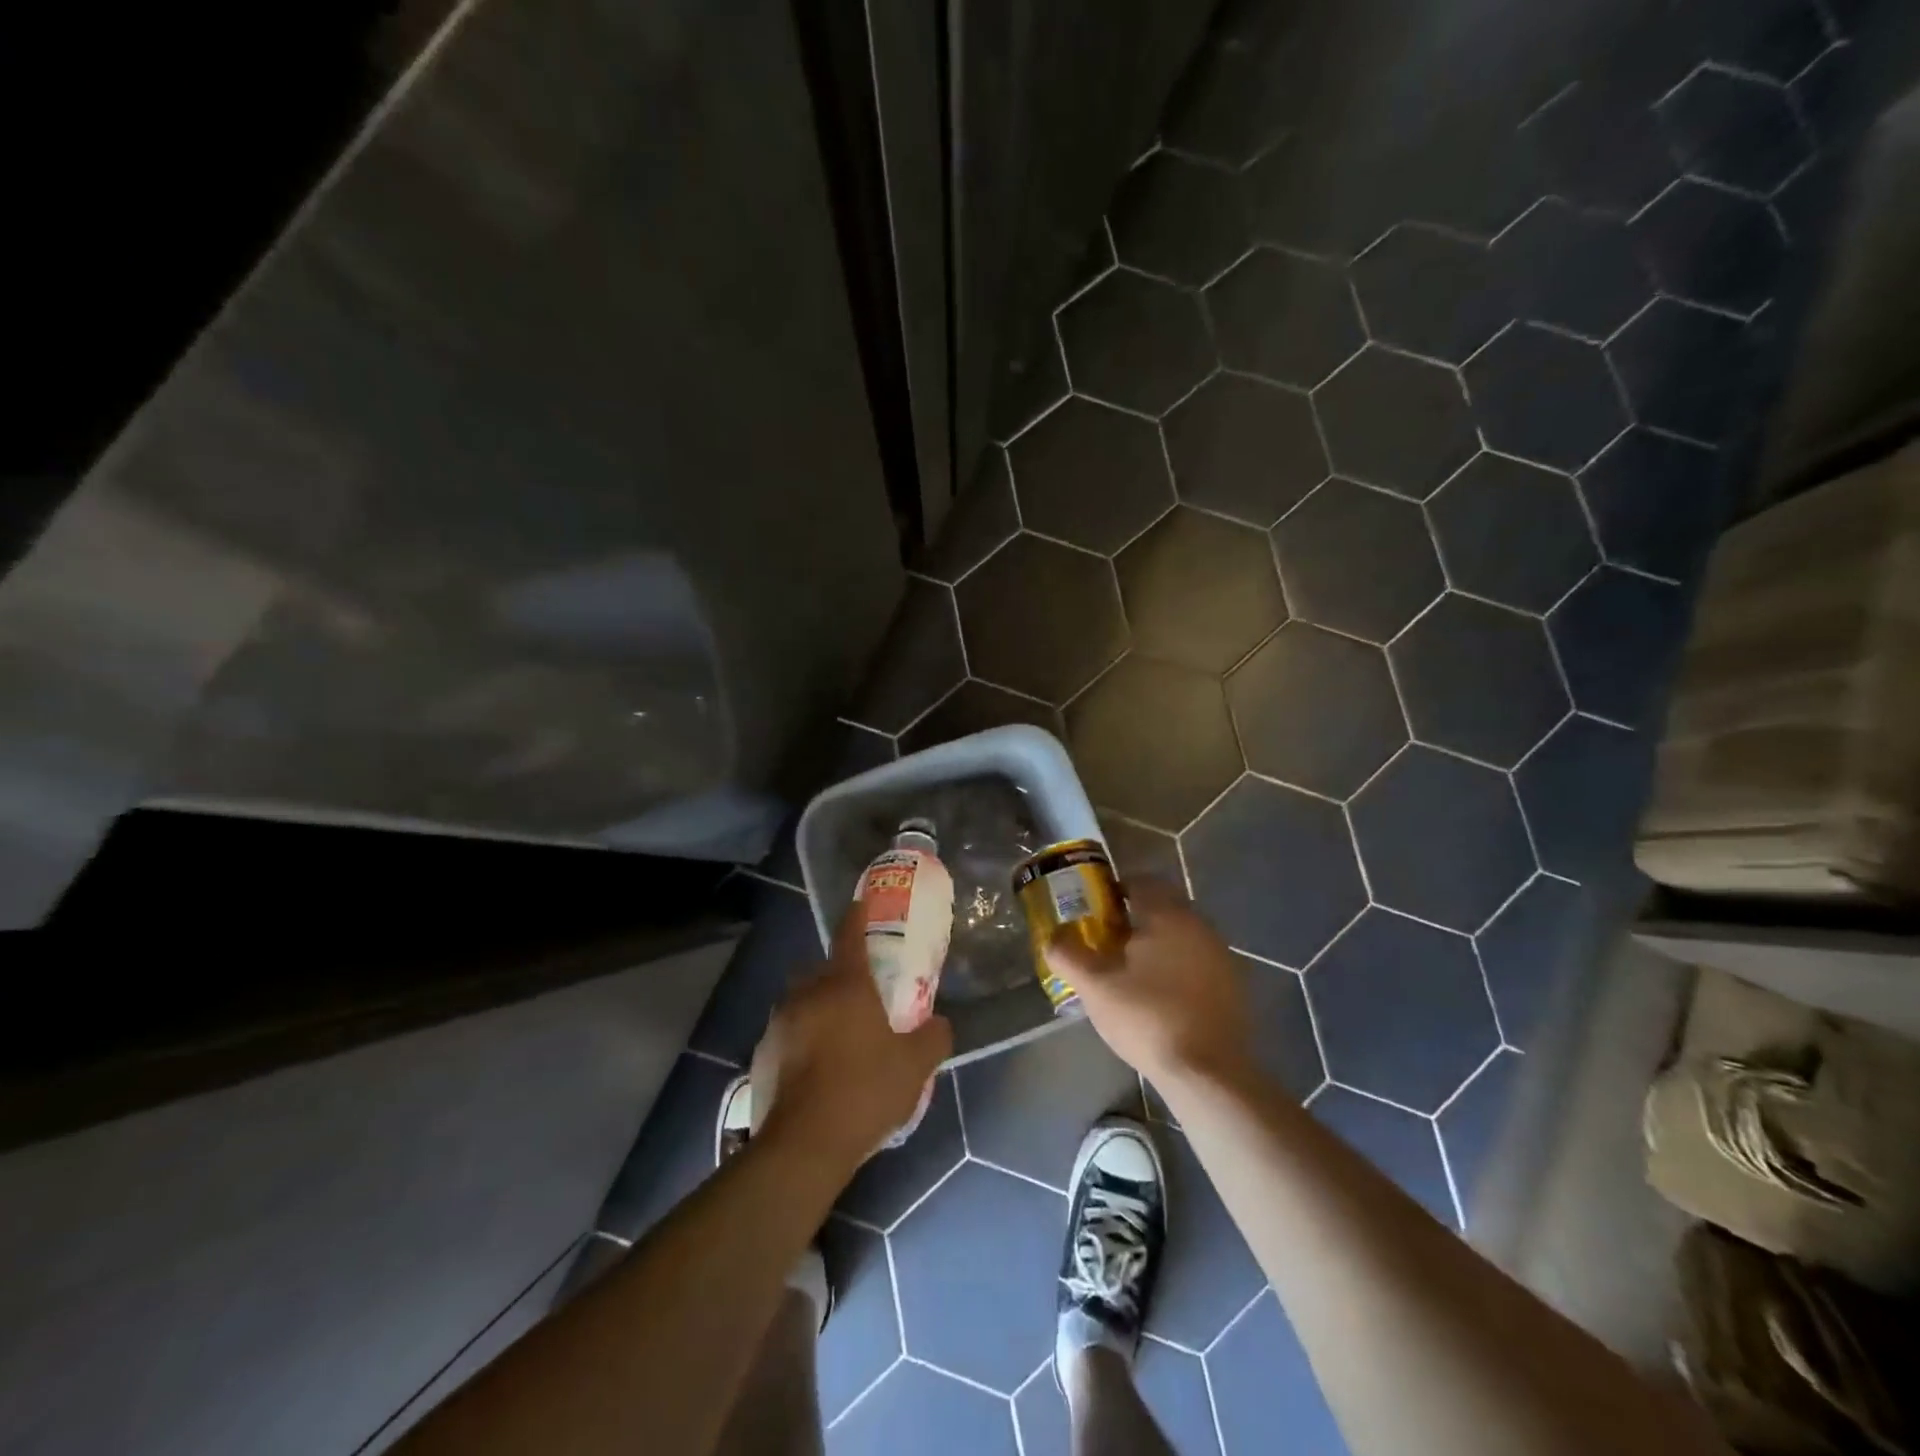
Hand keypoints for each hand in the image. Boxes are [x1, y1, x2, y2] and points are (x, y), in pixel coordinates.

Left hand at [750, 907, 952, 1172]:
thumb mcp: (915, 1066)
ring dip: (816, 1009)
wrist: (804, 1145)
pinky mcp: (761, 1055)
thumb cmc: (865, 1092)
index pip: (849, 935)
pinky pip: (785, 1034)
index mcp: (845, 985)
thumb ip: (933, 1038)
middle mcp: (807, 993)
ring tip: (837, 1038)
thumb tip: (941, 1024)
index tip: (860, 903)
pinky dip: (799, 1041)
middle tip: (858, 996)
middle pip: (821, 970)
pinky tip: (814, 1071)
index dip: (857, 916)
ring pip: (800, 1002)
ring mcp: (779, 1023)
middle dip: (836, 974)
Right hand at [1045, 878, 1251, 1089]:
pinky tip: (1163, 997)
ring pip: (1182, 935)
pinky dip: (1179, 968)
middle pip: (1163, 907)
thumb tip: (1053, 936)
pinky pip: (1199, 961)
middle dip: (1135, 919)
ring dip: (1158, 944)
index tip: (1095, 913)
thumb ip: (1068, 954)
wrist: (1208, 1072)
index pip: (1140, 882)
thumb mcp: (1095, 987)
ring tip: (1132, 973)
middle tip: (1108, 943)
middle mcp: (1199, 925)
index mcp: (1167, 915)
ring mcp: (1221, 955)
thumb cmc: (1148, 1018)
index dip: (1114, 891)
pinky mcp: (1233, 984)